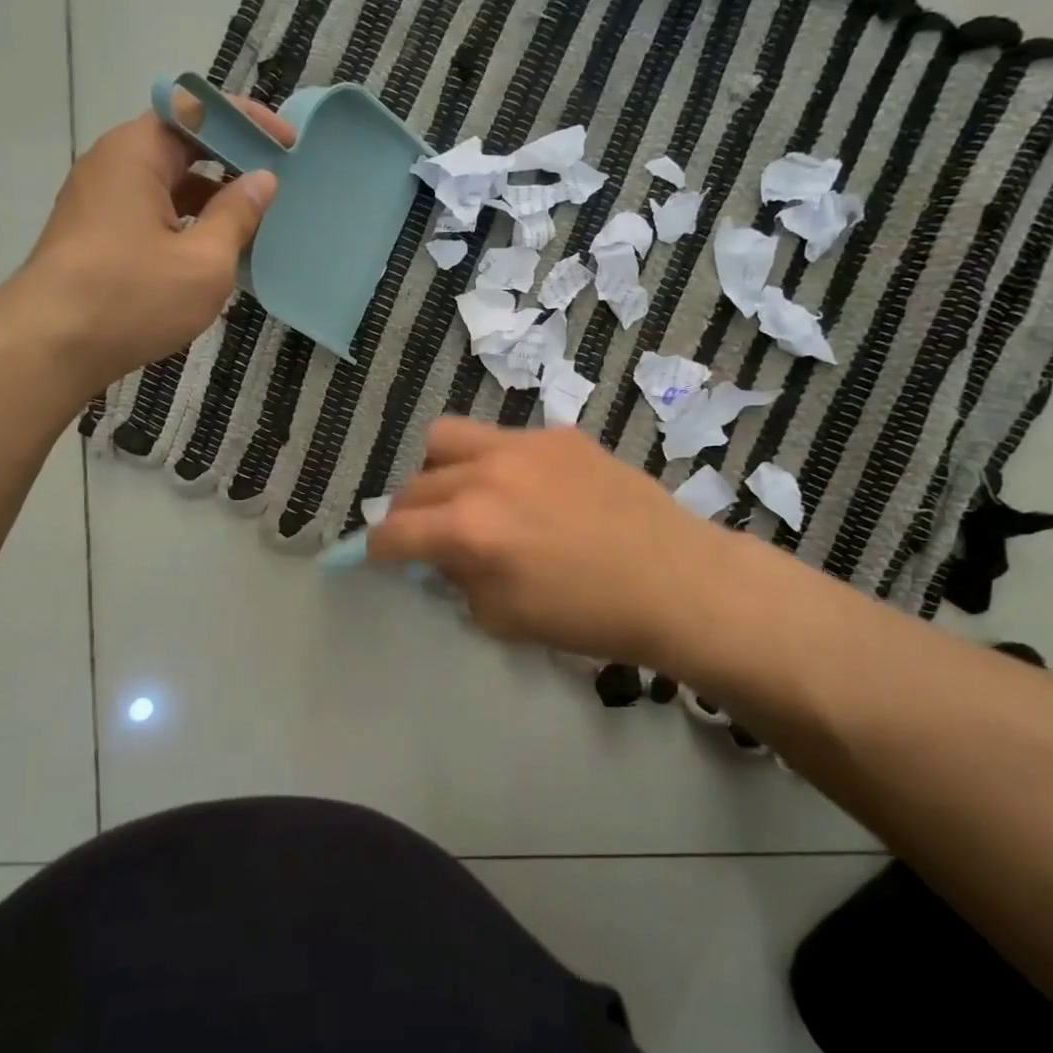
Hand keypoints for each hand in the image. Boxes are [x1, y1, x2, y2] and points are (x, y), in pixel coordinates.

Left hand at [17, 98, 292, 387]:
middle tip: (276, 184)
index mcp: (137, 153)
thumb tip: (261, 180)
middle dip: (232, 160)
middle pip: (181, 143)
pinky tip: (213, 254)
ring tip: (254, 225)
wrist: (50, 347)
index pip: (197, 109)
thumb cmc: (132, 297)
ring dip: (211, 198)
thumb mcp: (204, 261)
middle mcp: (113, 164)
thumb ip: (237, 215)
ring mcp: (100, 200)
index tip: (287, 144)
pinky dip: (187, 222)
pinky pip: (152, 212)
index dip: (247, 120)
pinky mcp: (96, 234)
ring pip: (167, 183)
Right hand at [368, 417, 756, 671]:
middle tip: (430, 534)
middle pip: (413, 485)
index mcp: (469, 530)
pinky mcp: (557, 434)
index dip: (378, 549)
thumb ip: (457, 580)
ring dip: (439, 470)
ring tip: (465, 493)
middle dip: (409, 515)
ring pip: (446, 438)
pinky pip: (501, 438)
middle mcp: (485, 476)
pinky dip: (494, 463)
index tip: (382, 556)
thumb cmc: (588, 616)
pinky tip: (527, 488)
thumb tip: (439, 556)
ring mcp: (522, 446)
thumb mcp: (502, 618)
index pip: (393, 532)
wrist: (674, 580)